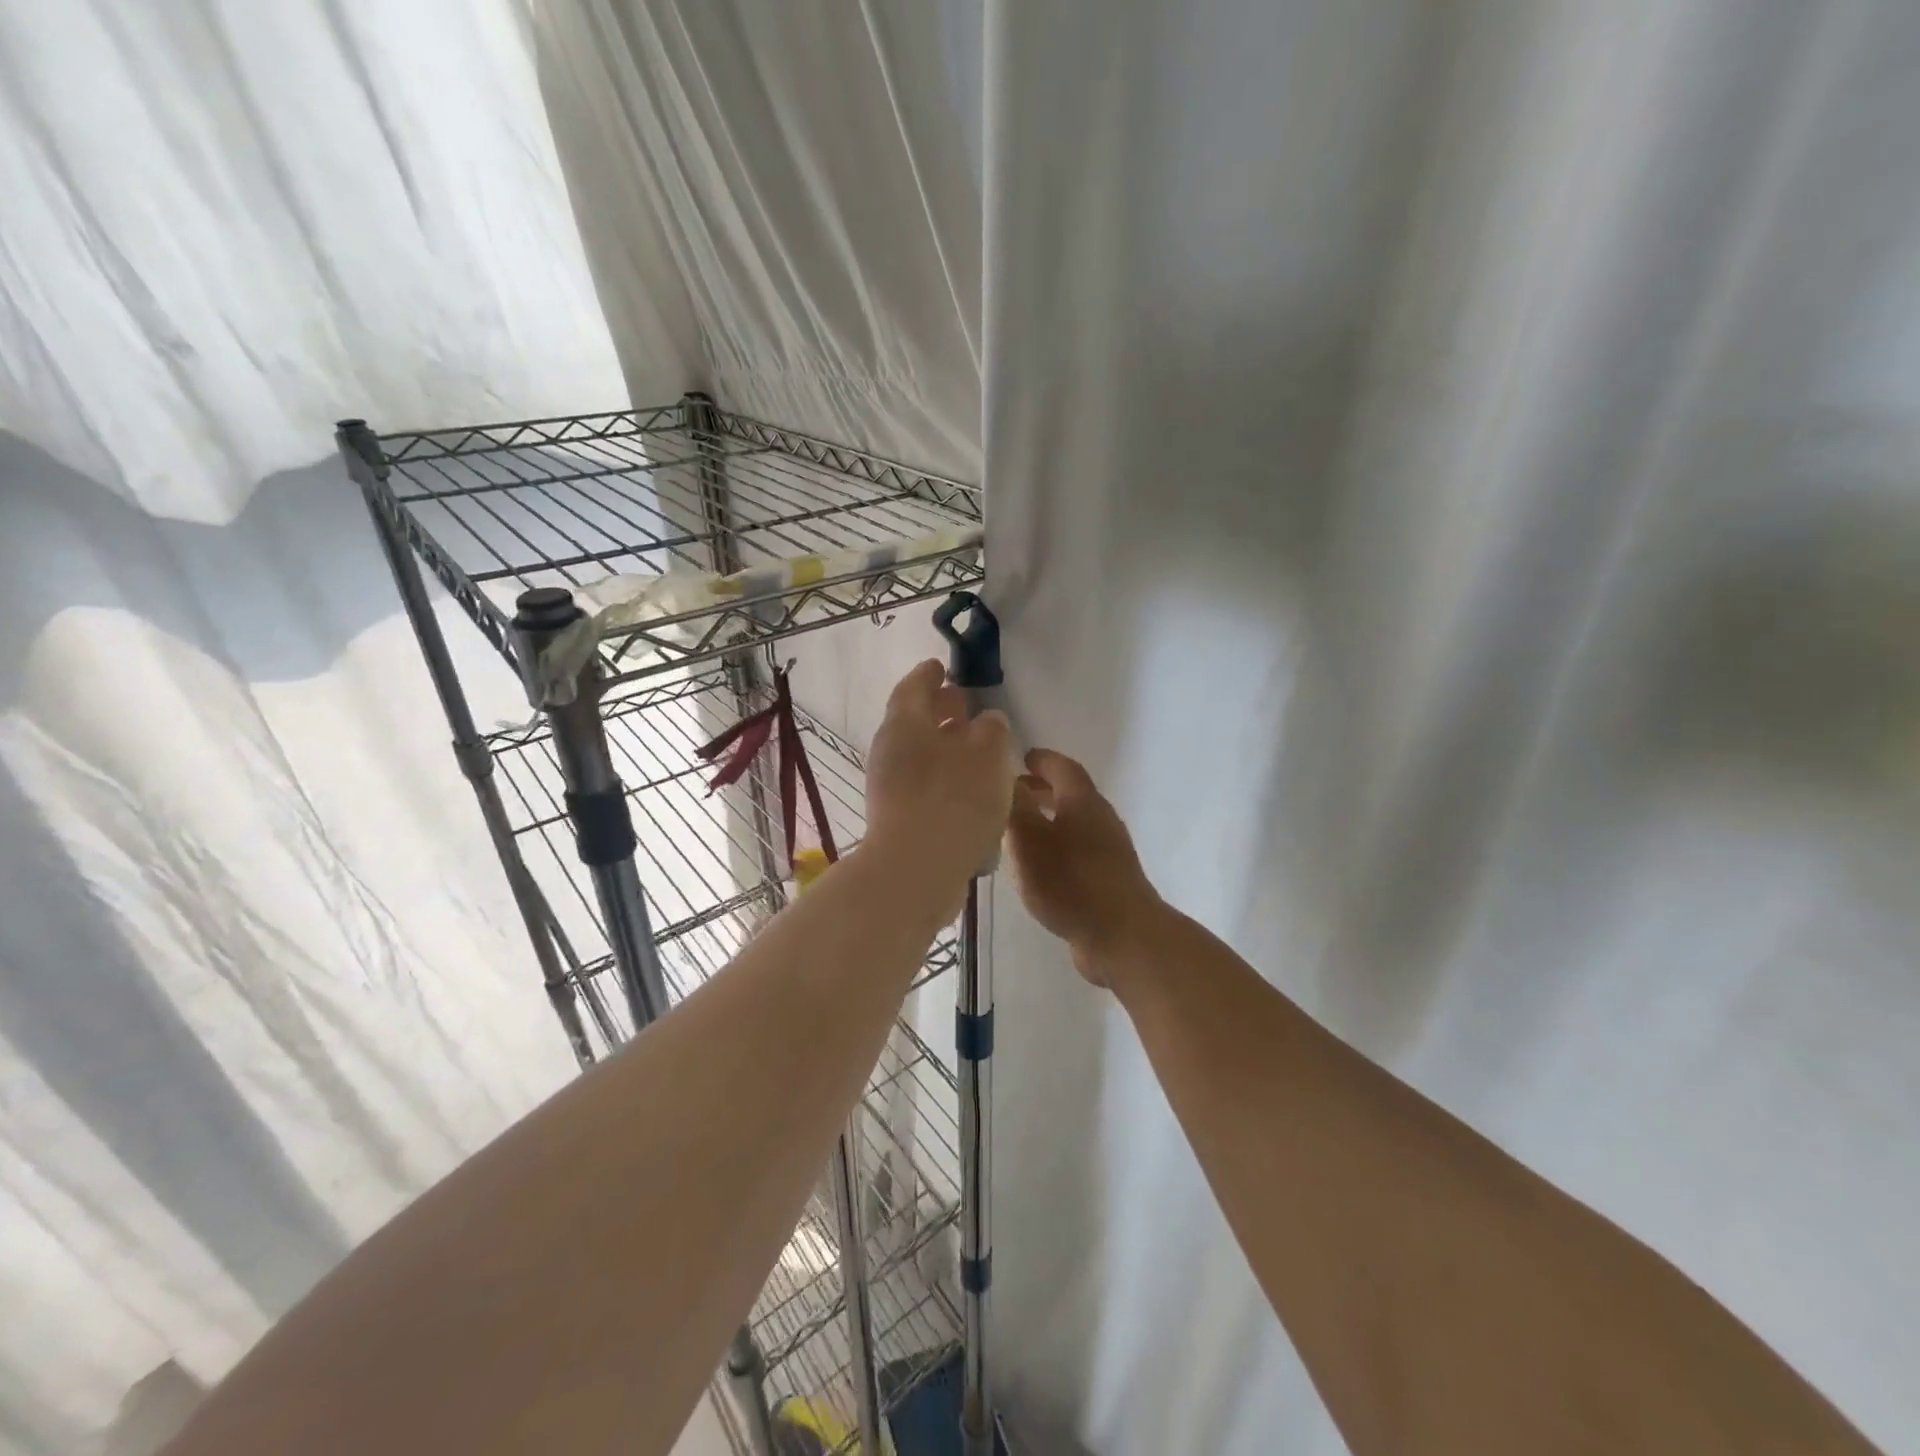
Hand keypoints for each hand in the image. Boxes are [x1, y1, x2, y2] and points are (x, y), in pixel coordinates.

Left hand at [864, 660, 1013, 900]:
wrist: (915, 872)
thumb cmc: (954, 801)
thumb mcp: (987, 755)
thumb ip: (991, 730)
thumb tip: (987, 720)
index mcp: (904, 724)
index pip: (914, 687)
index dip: (929, 675)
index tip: (941, 666)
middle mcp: (889, 752)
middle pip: (914, 721)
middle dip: (939, 711)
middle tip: (965, 705)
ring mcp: (888, 788)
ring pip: (919, 756)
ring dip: (945, 748)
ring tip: (977, 751)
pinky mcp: (897, 819)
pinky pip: (921, 786)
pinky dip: (943, 779)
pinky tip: (970, 791)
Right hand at [1007, 749, 1162, 985]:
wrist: (1122, 936)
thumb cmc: (1070, 881)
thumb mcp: (1030, 840)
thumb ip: (1016, 806)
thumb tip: (1007, 777)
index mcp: (1083, 802)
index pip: (1062, 767)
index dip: (1042, 760)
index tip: (1020, 758)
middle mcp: (1100, 819)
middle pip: (1070, 795)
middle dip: (1041, 790)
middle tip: (1011, 793)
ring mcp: (1109, 852)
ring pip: (1073, 825)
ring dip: (1047, 821)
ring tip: (1016, 832)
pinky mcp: (1109, 880)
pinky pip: (1077, 852)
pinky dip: (1056, 848)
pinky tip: (1037, 868)